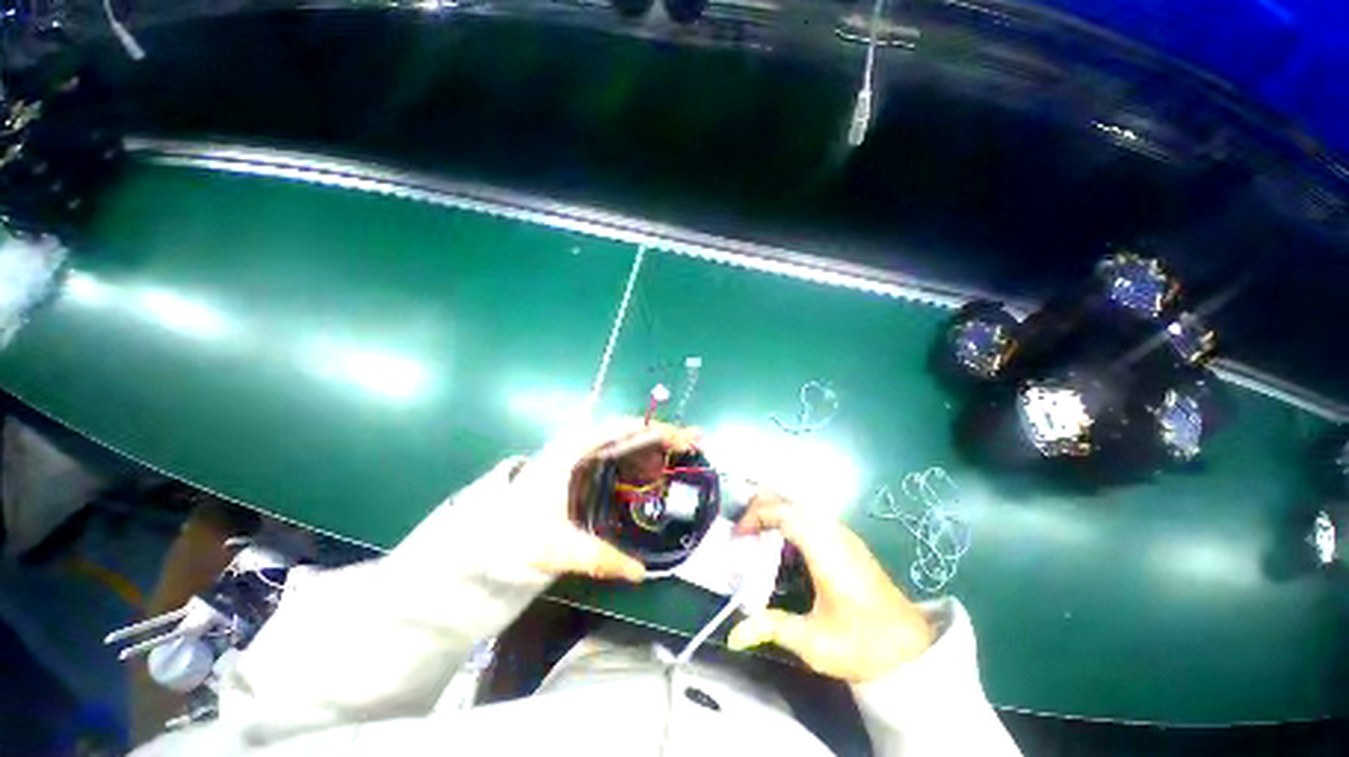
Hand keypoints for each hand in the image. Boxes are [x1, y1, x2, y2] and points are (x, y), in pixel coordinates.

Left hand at [508, 417, 700, 583]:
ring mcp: (581, 455)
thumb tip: (640, 573)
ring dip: (654, 446)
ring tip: (683, 453)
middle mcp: (579, 445)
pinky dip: (641, 458)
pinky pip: (618, 455)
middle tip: (695, 442)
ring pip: (625, 441)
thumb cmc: (514, 535)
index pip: (620, 429)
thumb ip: (598, 558)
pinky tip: (656, 471)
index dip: (655, 431)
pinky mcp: (583, 467)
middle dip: (663, 434)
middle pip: (628, 430)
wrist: (483, 537)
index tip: (683, 440)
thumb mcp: (556, 548)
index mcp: (572, 452)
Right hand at [727, 492, 933, 682]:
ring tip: (758, 531)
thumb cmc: (863, 644)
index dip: (757, 516)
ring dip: (777, 509)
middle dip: (763, 506)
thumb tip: (735, 631)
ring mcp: (843, 534)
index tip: (739, 535)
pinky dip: (791, 517)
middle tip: (744, 529)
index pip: (784, 513)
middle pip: (792, 500)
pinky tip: (784, 540)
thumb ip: (773, 628)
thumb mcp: (814, 643)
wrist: (911, 649)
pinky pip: (812, 515)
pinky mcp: (848, 541)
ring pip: (802, 504)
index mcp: (825, 550)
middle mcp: (834, 533)